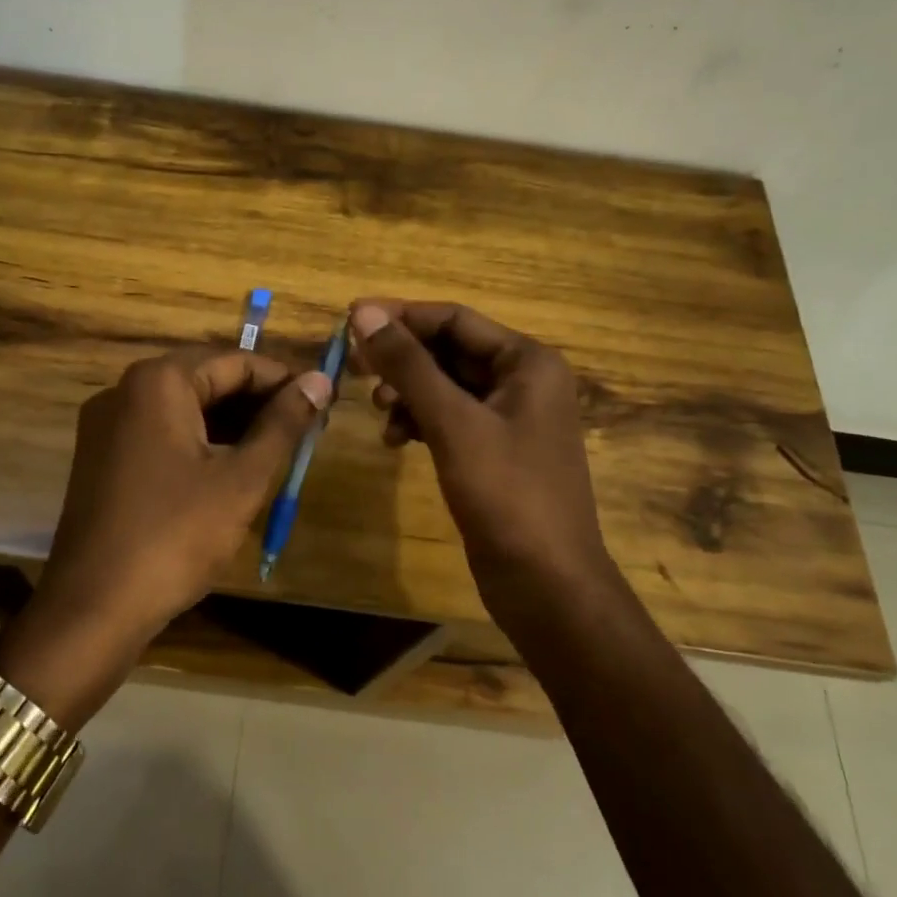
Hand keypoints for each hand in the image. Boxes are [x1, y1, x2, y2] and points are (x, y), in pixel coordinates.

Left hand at [0, 347, 331, 723]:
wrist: (93, 609)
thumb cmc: (175, 536)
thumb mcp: (241, 479)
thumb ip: (283, 424)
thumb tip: (321, 380)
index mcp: (158, 381)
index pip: (237, 361)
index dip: (285, 381)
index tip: (323, 405)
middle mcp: (125, 389)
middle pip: (208, 379)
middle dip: (258, 403)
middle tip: (305, 431)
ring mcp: (107, 424)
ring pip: (185, 408)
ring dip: (232, 424)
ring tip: (278, 450)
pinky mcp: (101, 457)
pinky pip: (161, 432)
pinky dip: (199, 442)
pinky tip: (231, 468)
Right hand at [349, 300, 613, 622]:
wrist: (546, 584)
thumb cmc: (506, 494)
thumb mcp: (453, 422)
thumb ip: (408, 365)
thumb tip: (363, 312)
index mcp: (527, 362)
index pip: (454, 319)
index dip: (401, 316)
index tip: (350, 320)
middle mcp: (523, 381)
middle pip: (449, 350)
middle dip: (401, 358)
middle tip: (354, 367)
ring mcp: (510, 418)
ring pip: (445, 386)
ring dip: (407, 392)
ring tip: (378, 410)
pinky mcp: (494, 451)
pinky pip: (449, 419)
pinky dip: (420, 422)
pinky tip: (395, 440)